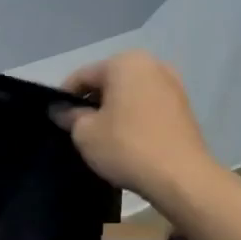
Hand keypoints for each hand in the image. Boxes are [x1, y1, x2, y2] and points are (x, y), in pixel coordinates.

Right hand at [55, 52, 219, 205]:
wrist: (181, 177)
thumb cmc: (127, 146)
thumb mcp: (85, 133)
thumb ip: (69, 116)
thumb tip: (59, 110)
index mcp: (125, 62)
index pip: (82, 76)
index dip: (64, 97)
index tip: (56, 119)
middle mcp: (152, 64)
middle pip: (108, 82)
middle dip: (91, 103)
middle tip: (77, 129)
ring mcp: (172, 84)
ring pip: (129, 94)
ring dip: (113, 111)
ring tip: (101, 137)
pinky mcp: (183, 107)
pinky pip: (147, 106)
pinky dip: (133, 117)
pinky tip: (125, 140)